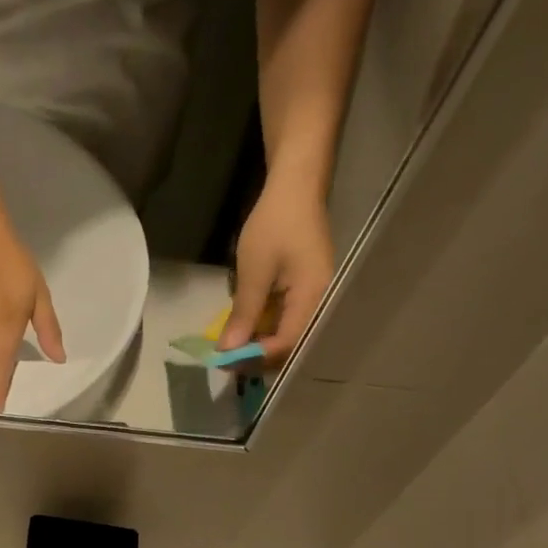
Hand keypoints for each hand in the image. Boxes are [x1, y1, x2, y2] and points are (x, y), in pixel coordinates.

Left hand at [218, 173, 335, 369]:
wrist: (295, 186)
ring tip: (231, 349)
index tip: (226, 361)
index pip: (287, 344)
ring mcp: (315, 299)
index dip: (256, 357)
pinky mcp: (306, 293)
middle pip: (290, 347)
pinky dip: (265, 329)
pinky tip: (245, 331)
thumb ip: (243, 314)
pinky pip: (287, 321)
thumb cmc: (275, 224)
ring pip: (288, 336)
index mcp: (314, 298)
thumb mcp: (253, 271)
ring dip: (259, 345)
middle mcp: (321, 304)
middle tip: (226, 360)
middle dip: (257, 357)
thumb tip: (228, 352)